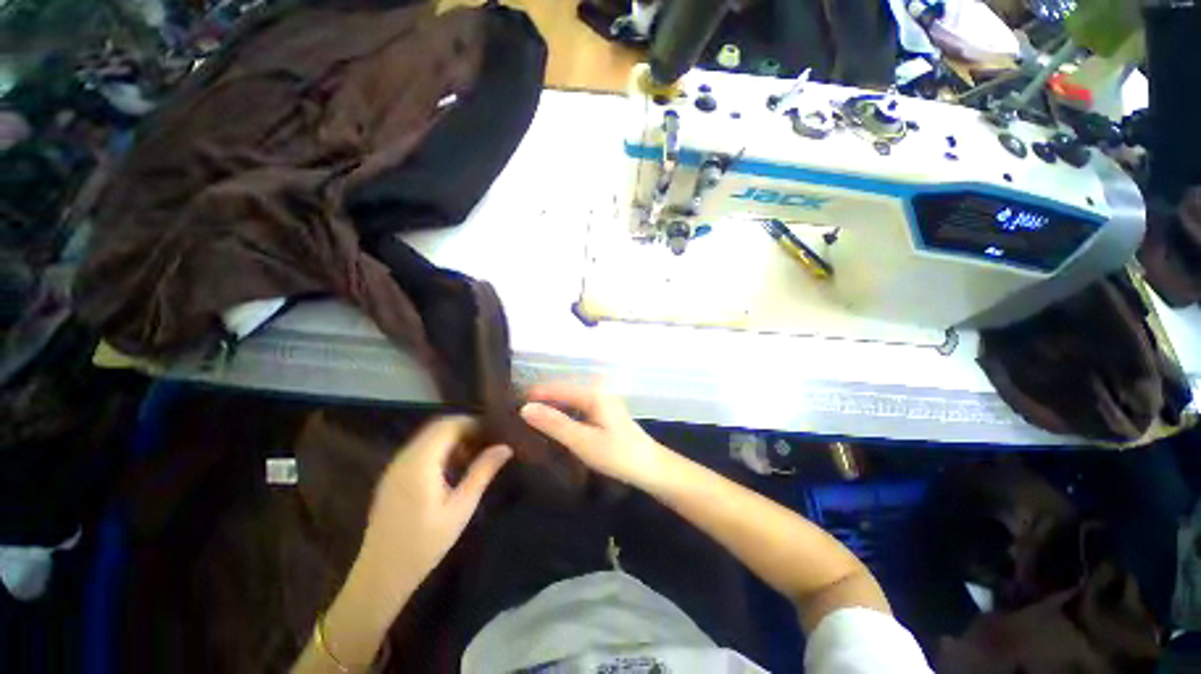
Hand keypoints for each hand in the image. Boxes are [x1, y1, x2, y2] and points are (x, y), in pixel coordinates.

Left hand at [353, 417, 511, 609]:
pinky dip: (439, 449)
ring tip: (473, 455)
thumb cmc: (425, 544)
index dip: (473, 423)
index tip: (494, 432)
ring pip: (427, 437)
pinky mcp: (392, 477)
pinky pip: (419, 450)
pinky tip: (452, 468)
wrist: (381, 576)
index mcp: (420, 463)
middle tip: (487, 442)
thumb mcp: (461, 508)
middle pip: (437, 427)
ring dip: (451, 439)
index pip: (448, 425)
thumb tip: (506, 447)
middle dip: (464, 429)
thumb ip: (482, 473)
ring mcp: (395, 467)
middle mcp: (404, 458)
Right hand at [520, 381, 670, 489]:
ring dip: (551, 411)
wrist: (650, 468)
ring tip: (527, 423)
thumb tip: (525, 408)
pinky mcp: (603, 414)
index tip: (509, 405)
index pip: (555, 389)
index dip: (533, 395)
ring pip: (569, 402)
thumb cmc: (618, 454)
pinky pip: (577, 410)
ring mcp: (601, 402)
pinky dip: (563, 417)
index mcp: (592, 394)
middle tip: (514, 417)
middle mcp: (597, 392)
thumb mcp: (583, 441)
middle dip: (541, 403)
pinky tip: (552, 428)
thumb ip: (554, 424)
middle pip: (561, 393)